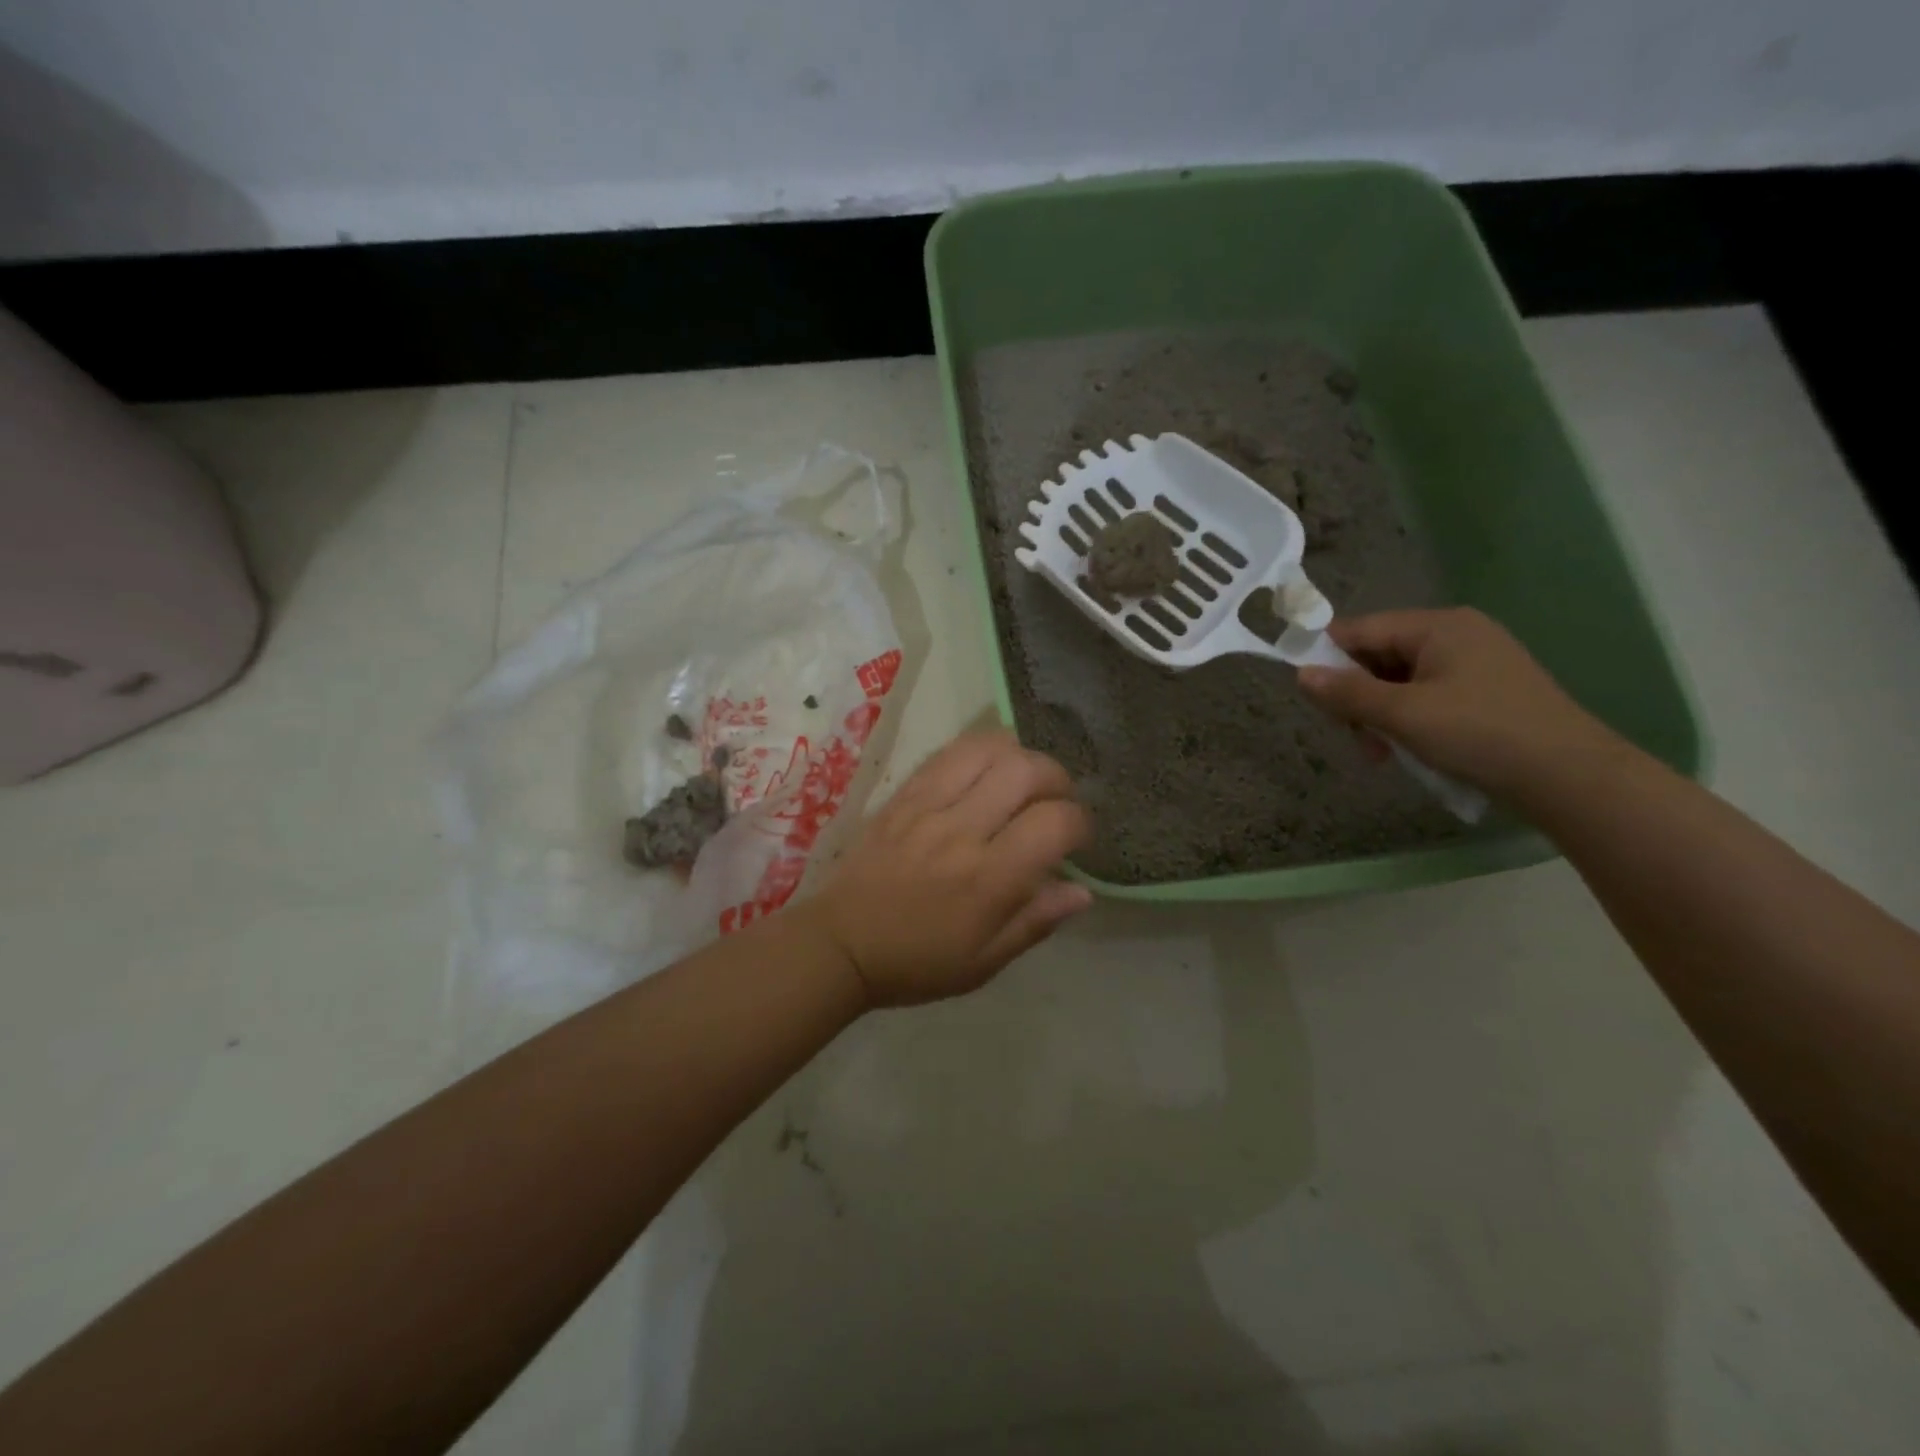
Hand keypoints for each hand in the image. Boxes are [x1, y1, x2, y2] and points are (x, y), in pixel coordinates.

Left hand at [808, 730, 1093, 1006]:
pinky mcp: (903, 794)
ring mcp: (928, 805)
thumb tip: (1083, 890)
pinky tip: (987, 769)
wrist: (841, 942)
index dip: (1080, 823)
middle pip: (1027, 770)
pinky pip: (949, 752)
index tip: (1076, 838)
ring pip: (989, 748)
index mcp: (988, 880)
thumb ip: (1036, 922)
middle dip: (1058, 779)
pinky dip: (980, 751)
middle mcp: (962, 832)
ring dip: (1020, 756)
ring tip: (1023, 779)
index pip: (1054, 823)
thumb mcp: (985, 962)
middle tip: (1056, 801)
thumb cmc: (917, 962)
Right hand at [1296, 608, 1626, 800]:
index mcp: (1438, 626)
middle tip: (1354, 737)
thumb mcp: (1402, 714)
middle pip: (1379, 656)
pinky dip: (1408, 720)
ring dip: (1380, 715)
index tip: (1311, 696)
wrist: (1569, 777)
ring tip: (1382, 754)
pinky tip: (1409, 750)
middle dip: (1358, 696)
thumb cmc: (1479, 734)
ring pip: (1400, 681)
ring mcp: (1475, 663)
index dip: (1328, 658)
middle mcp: (1457, 634)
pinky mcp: (1486, 692)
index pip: (1360, 630)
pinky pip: (1427, 696)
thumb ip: (1347, 692)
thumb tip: (1300, 674)